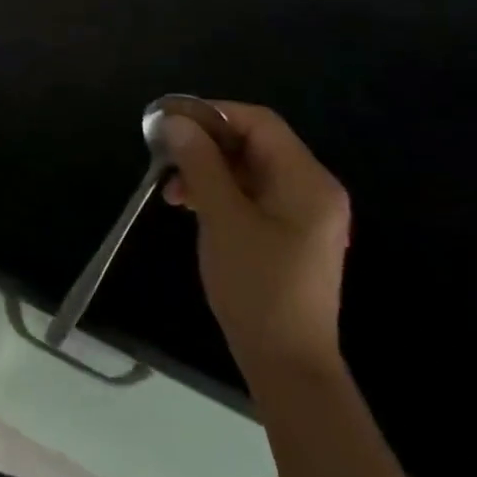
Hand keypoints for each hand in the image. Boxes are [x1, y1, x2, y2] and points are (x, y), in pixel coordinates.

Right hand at [162, 103, 350, 395]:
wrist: (287, 363)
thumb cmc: (257, 286)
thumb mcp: (222, 218)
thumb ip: (200, 164)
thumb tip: (175, 121)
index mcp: (307, 179)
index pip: (259, 122)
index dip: (213, 113)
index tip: (170, 122)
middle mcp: (312, 189)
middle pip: (255, 144)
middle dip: (205, 145)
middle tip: (164, 157)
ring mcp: (303, 214)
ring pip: (249, 171)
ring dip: (208, 171)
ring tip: (171, 191)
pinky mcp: (290, 235)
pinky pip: (252, 196)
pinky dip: (220, 193)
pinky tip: (191, 207)